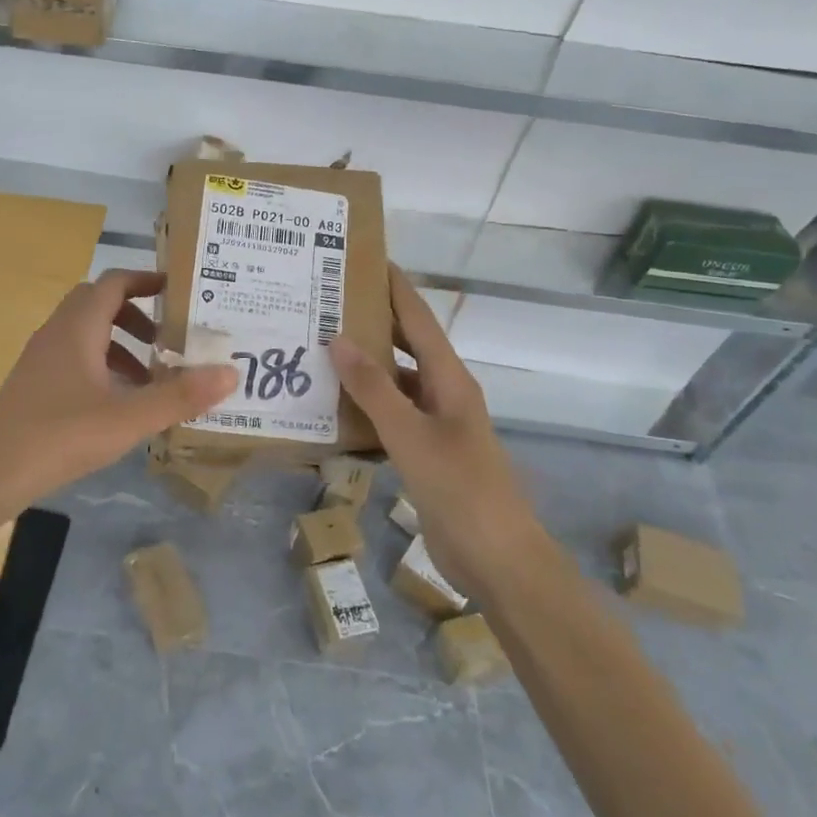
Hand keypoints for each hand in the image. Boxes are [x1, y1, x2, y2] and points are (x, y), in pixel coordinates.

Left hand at [0, 269, 237, 501]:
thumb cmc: (60, 435)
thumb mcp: (129, 418)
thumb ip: (180, 396)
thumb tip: (232, 372)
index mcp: (78, 327)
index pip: (115, 282)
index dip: (147, 280)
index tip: (178, 291)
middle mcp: (57, 333)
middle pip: (99, 304)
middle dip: (137, 316)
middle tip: (168, 339)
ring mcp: (41, 360)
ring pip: (87, 335)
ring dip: (120, 347)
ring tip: (151, 380)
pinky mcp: (34, 386)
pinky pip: (75, 360)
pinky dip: (102, 369)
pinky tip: (119, 406)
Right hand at [328, 265, 538, 589]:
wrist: (496, 558)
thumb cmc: (459, 487)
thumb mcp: (409, 434)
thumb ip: (374, 387)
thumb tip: (339, 338)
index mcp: (450, 379)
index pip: (419, 319)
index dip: (395, 287)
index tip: (367, 258)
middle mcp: (444, 393)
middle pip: (407, 346)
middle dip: (374, 323)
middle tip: (328, 303)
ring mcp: (437, 425)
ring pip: (396, 383)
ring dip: (365, 368)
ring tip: (320, 351)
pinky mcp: (426, 453)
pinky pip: (391, 418)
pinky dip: (365, 409)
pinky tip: (333, 410)